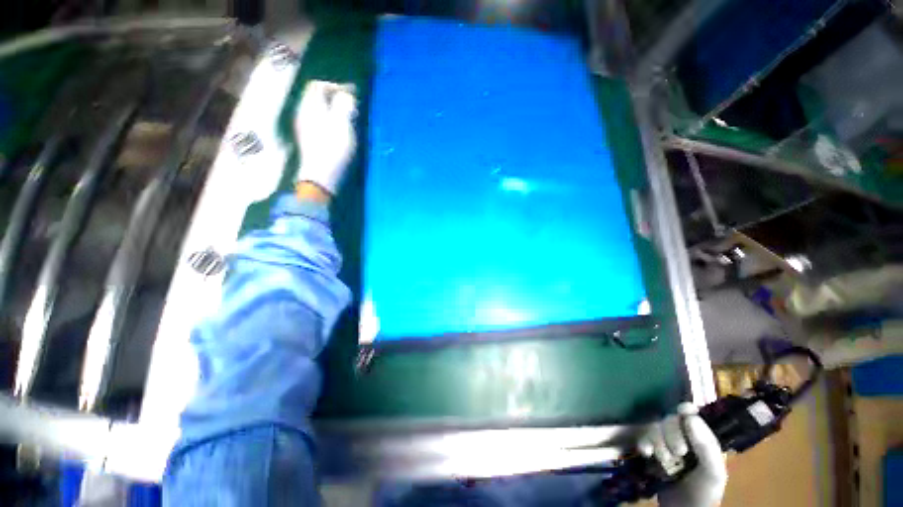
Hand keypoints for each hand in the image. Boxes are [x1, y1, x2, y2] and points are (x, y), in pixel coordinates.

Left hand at [294, 80, 357, 194]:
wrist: (321, 177)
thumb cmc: (333, 149)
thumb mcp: (343, 124)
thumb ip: (345, 105)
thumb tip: (347, 95)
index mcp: (310, 106)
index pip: (318, 85)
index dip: (336, 86)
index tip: (352, 95)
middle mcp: (303, 113)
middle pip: (316, 97)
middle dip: (335, 98)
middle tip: (351, 107)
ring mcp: (304, 128)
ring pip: (318, 111)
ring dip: (333, 111)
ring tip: (348, 119)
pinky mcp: (309, 141)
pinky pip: (319, 123)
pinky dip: (330, 122)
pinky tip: (339, 132)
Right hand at [641, 403, 727, 506]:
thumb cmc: (704, 493)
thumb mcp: (712, 473)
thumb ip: (707, 448)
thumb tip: (690, 417)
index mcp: (703, 439)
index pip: (693, 415)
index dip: (686, 410)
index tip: (682, 411)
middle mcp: (684, 437)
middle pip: (672, 420)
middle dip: (672, 434)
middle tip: (678, 452)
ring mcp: (666, 443)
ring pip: (656, 428)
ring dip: (658, 442)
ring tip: (664, 460)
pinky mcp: (651, 450)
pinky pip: (644, 438)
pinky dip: (644, 443)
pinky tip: (646, 453)